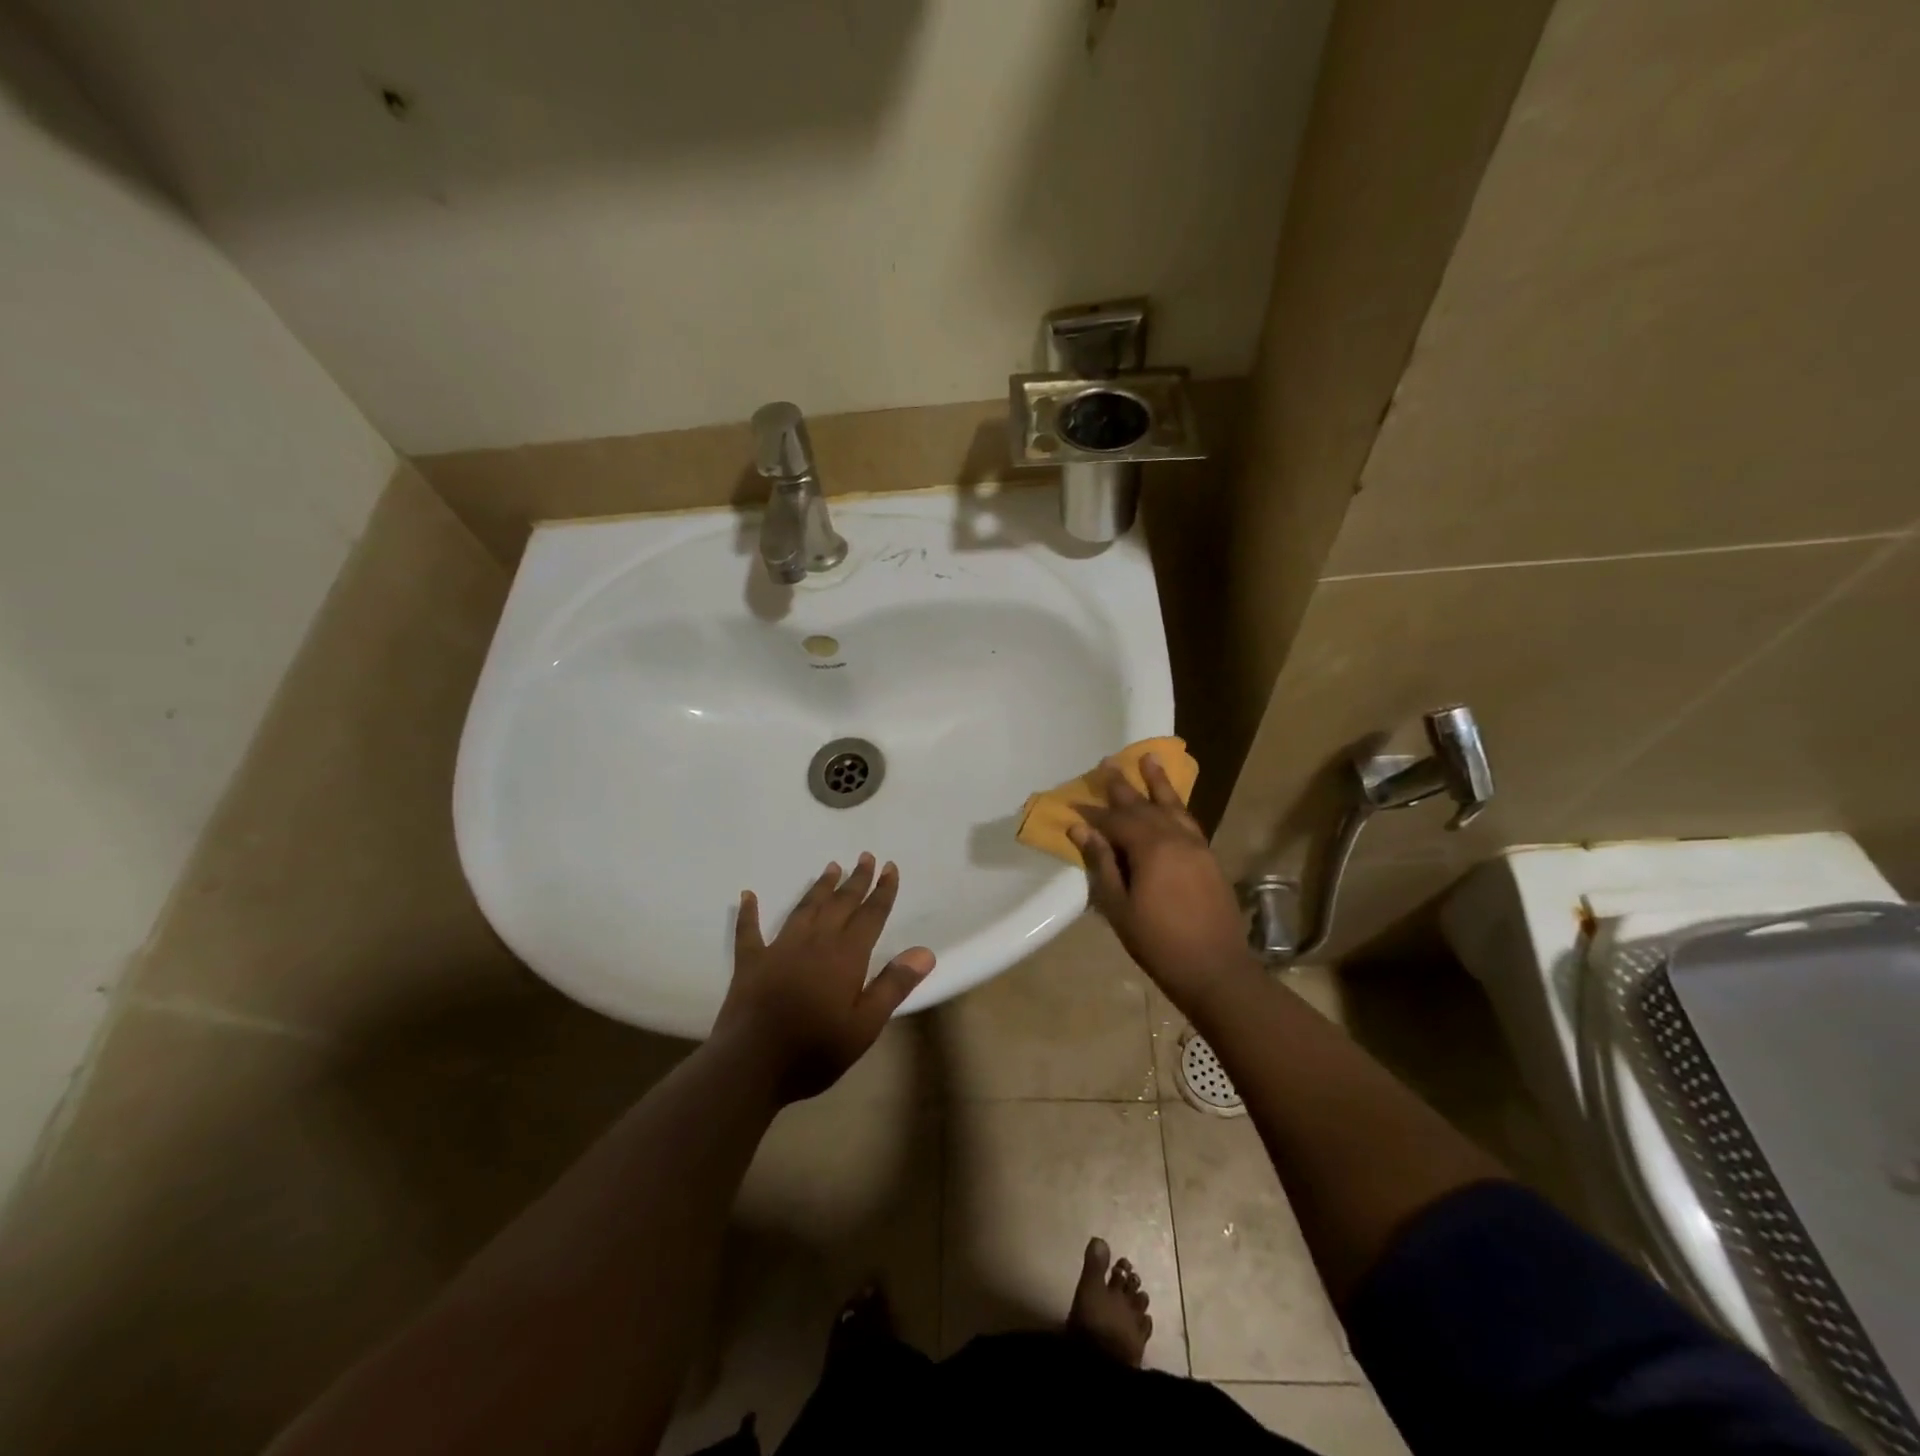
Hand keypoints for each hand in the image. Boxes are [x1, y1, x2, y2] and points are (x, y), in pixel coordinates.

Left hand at [715, 854, 933, 1102]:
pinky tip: (748, 895)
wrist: (751, 1065)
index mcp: (845, 956)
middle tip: (865, 856)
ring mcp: (780, 949)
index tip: (890, 867)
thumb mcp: (864, 1025)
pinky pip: (749, 931)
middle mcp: (815, 942)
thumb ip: (893, 985)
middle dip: (855, 880)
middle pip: (840, 904)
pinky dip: (749, 912)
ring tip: (830, 867)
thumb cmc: (814, 1049)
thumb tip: (925, 951)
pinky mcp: (751, 962)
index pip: (870, 916)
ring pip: (804, 909)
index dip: (882, 891)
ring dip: (819, 887)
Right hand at [1069, 757, 1255, 1013]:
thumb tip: (1081, 829)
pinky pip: (1189, 820)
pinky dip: (1177, 805)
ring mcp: (1197, 846)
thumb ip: (1102, 863)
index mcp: (1151, 848)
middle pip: (1143, 805)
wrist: (1215, 969)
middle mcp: (1176, 838)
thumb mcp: (1119, 906)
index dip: (1093, 813)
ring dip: (1158, 783)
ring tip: (1149, 758)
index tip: (1073, 803)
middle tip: (1106, 763)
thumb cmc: (1158, 942)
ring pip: (1173, 806)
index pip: (1115, 821)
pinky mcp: (1209, 857)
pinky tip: (1172, 801)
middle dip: (1122, 785)